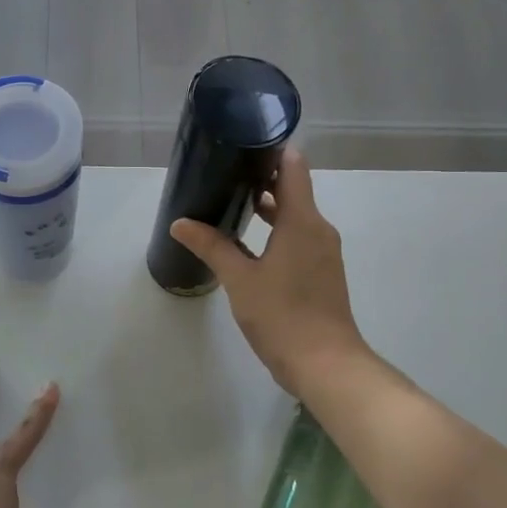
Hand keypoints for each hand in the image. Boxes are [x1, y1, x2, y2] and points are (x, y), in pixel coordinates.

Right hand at [169, 148, 372, 396]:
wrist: (326, 365)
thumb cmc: (283, 316)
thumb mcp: (240, 280)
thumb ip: (212, 246)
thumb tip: (180, 223)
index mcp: (302, 221)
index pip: (293, 167)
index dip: (271, 150)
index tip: (243, 142)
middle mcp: (318, 229)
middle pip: (294, 189)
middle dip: (262, 179)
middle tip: (225, 173)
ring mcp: (323, 252)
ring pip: (296, 216)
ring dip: (269, 208)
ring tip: (232, 204)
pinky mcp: (322, 273)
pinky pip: (299, 237)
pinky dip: (277, 231)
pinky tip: (250, 243)